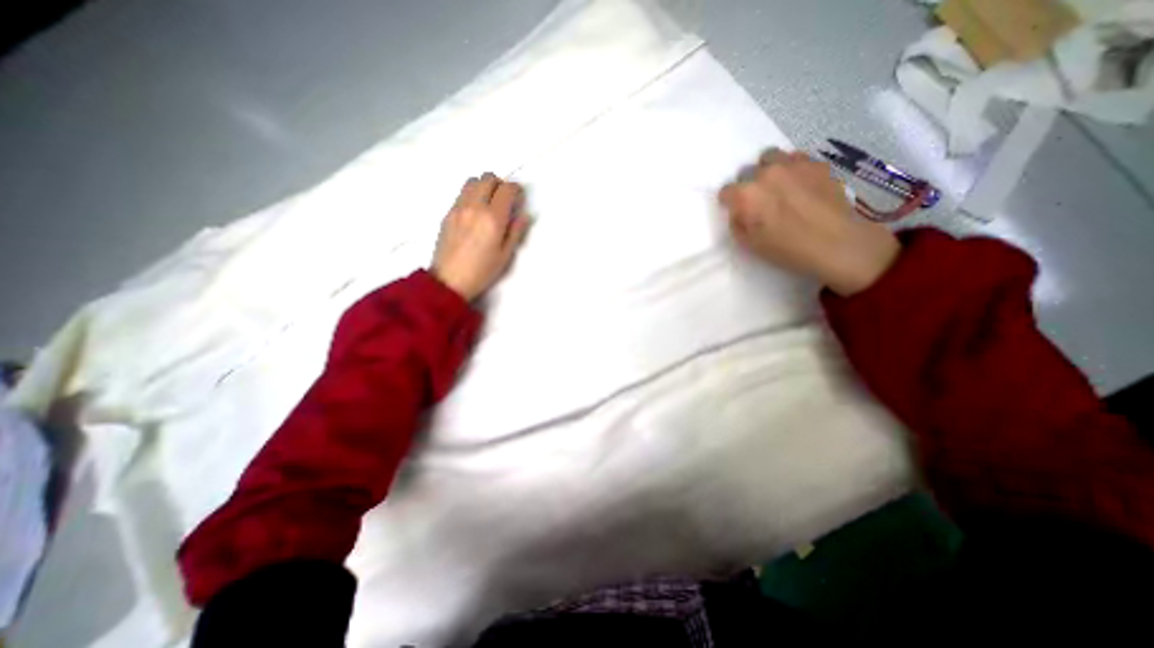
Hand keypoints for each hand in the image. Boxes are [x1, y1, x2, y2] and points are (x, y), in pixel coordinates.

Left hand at [431, 172, 528, 303]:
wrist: (449, 280)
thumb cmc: (482, 271)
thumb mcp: (505, 255)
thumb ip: (516, 231)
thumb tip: (524, 215)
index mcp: (493, 218)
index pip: (507, 188)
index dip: (516, 190)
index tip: (519, 199)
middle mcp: (475, 206)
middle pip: (488, 178)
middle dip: (500, 184)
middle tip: (504, 200)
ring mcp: (458, 207)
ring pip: (472, 181)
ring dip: (484, 186)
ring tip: (488, 204)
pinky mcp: (448, 213)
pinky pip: (461, 193)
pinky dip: (472, 195)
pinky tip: (475, 213)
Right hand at [720, 147, 901, 296]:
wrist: (835, 242)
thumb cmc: (786, 248)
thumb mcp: (749, 244)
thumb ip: (737, 222)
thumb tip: (739, 211)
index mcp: (746, 195)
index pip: (726, 191)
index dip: (730, 202)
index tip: (738, 211)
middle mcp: (765, 173)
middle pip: (747, 171)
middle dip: (749, 185)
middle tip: (759, 200)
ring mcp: (792, 164)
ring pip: (771, 157)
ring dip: (768, 169)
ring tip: (778, 185)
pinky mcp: (816, 163)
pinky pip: (796, 158)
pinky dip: (793, 169)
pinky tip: (800, 184)